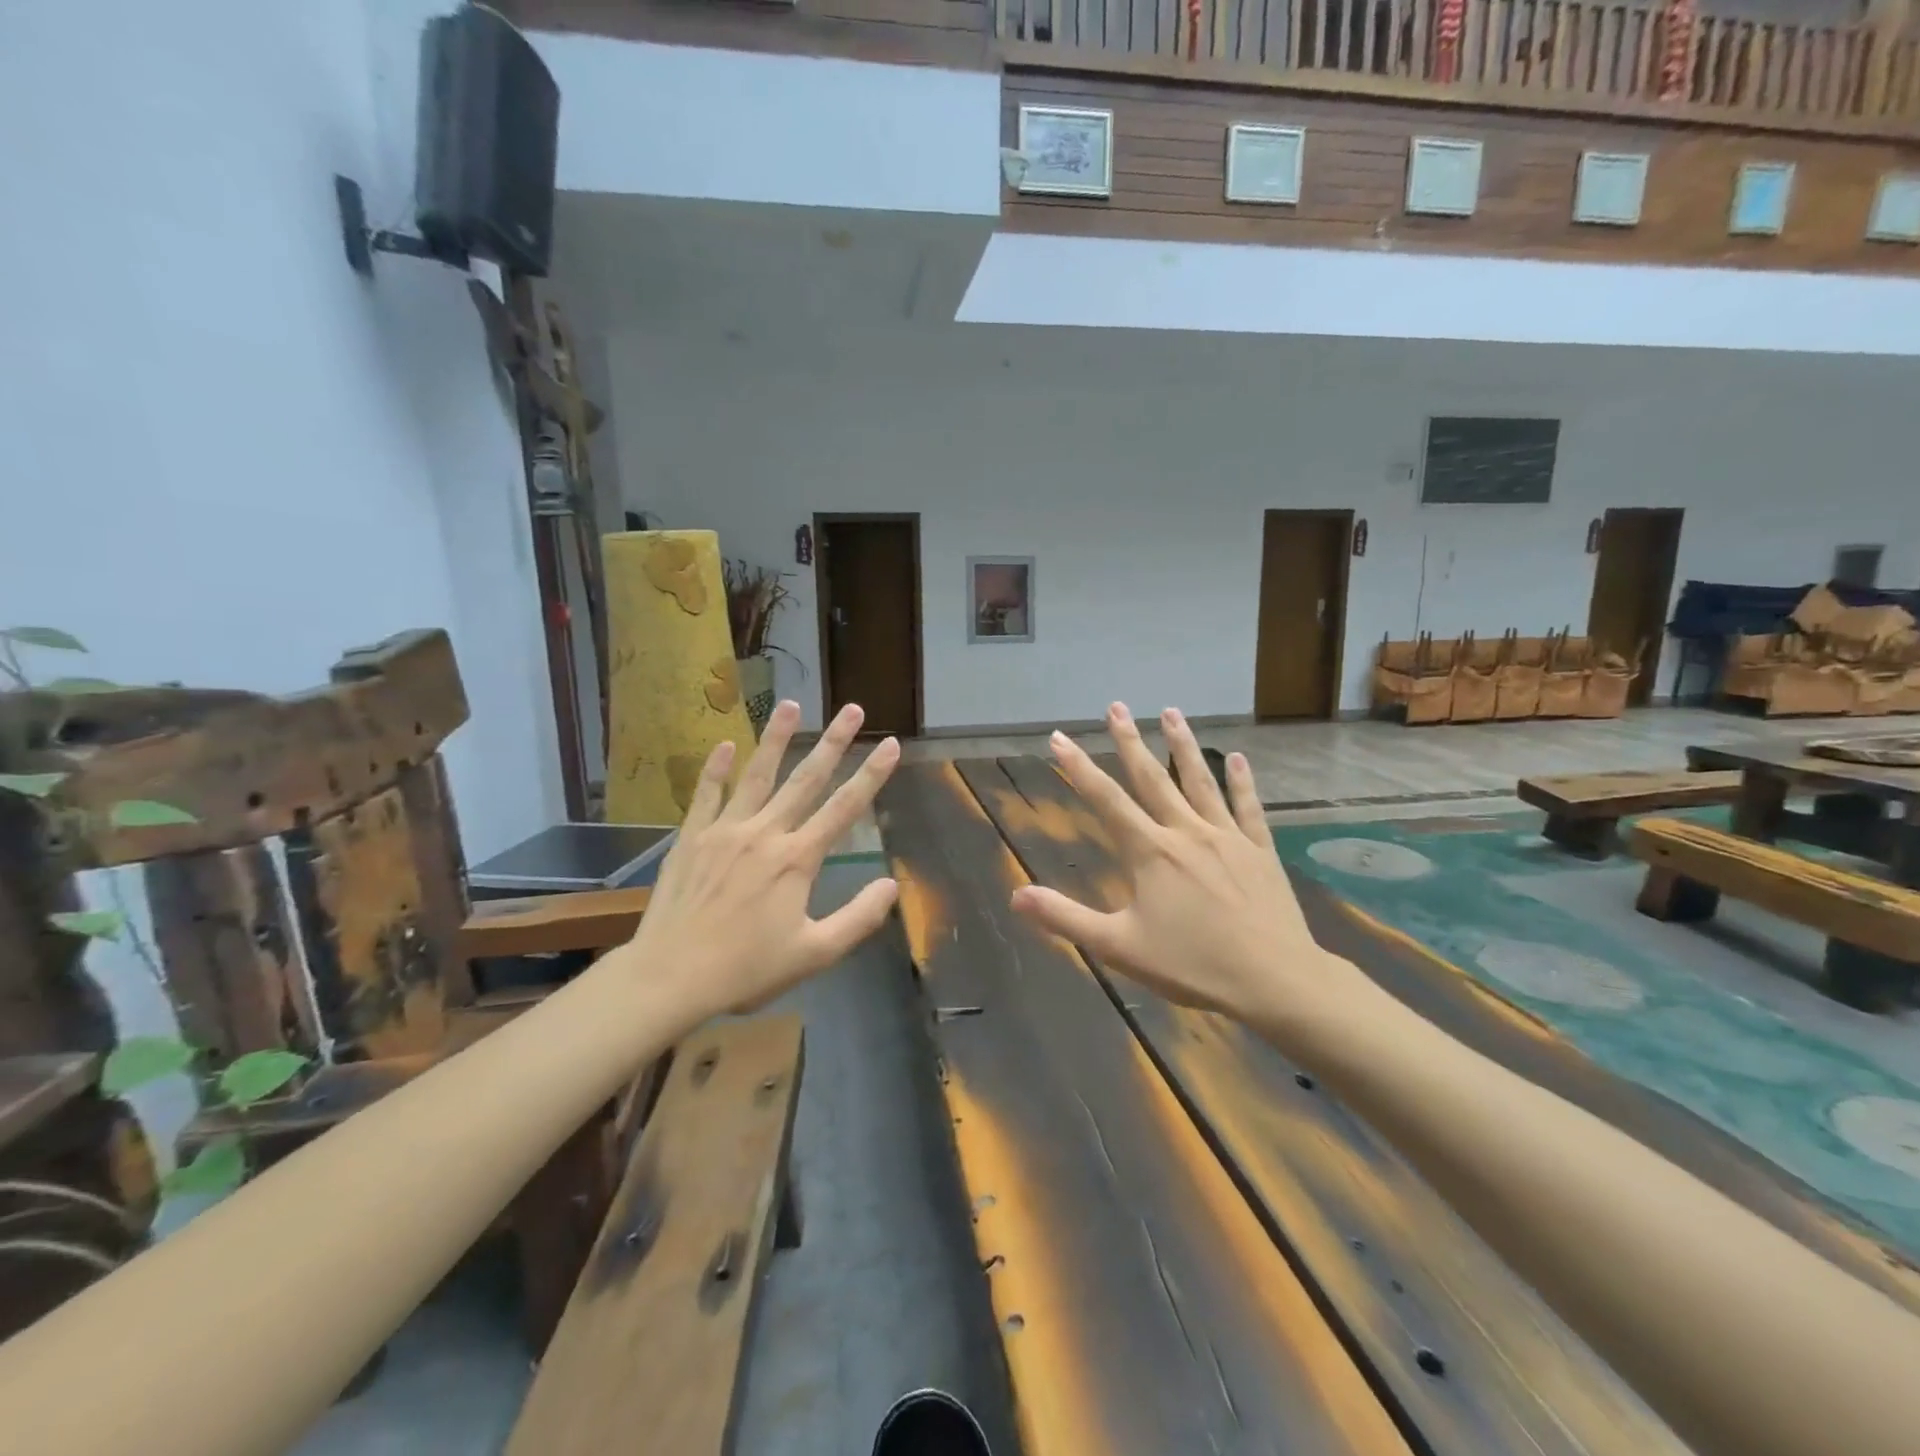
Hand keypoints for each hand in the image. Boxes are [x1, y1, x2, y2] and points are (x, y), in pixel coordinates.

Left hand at [626, 699, 900, 1020]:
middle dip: (834, 742)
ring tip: (790, 704)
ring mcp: (725, 830)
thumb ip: (858, 918)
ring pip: (757, 775)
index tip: (891, 744)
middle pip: (806, 779)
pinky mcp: (692, 838)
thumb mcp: (815, 954)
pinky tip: (723, 744)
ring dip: (776, 738)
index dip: (872, 775)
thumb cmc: (746, 969)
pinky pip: (706, 794)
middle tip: (852, 709)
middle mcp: (765, 833)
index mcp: (797, 859)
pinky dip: (715, 769)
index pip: (845, 808)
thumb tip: (892, 885)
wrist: (670, 976)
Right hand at [1009, 703, 1353, 1030]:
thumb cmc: (1193, 965)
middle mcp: (1186, 832)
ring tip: (1171, 711)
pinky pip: (1248, 807)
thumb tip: (1016, 895)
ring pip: (1199, 781)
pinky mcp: (1260, 850)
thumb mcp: (1119, 947)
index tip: (1060, 737)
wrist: (1275, 980)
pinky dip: (1241, 781)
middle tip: (1116, 707)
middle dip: (1129, 741)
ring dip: (1183, 744)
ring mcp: (1227, 837)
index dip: (1079, 768)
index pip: (1106, 800)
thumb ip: (1066, 918)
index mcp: (1151, 853)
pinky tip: (1237, 758)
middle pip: (1152, 778)